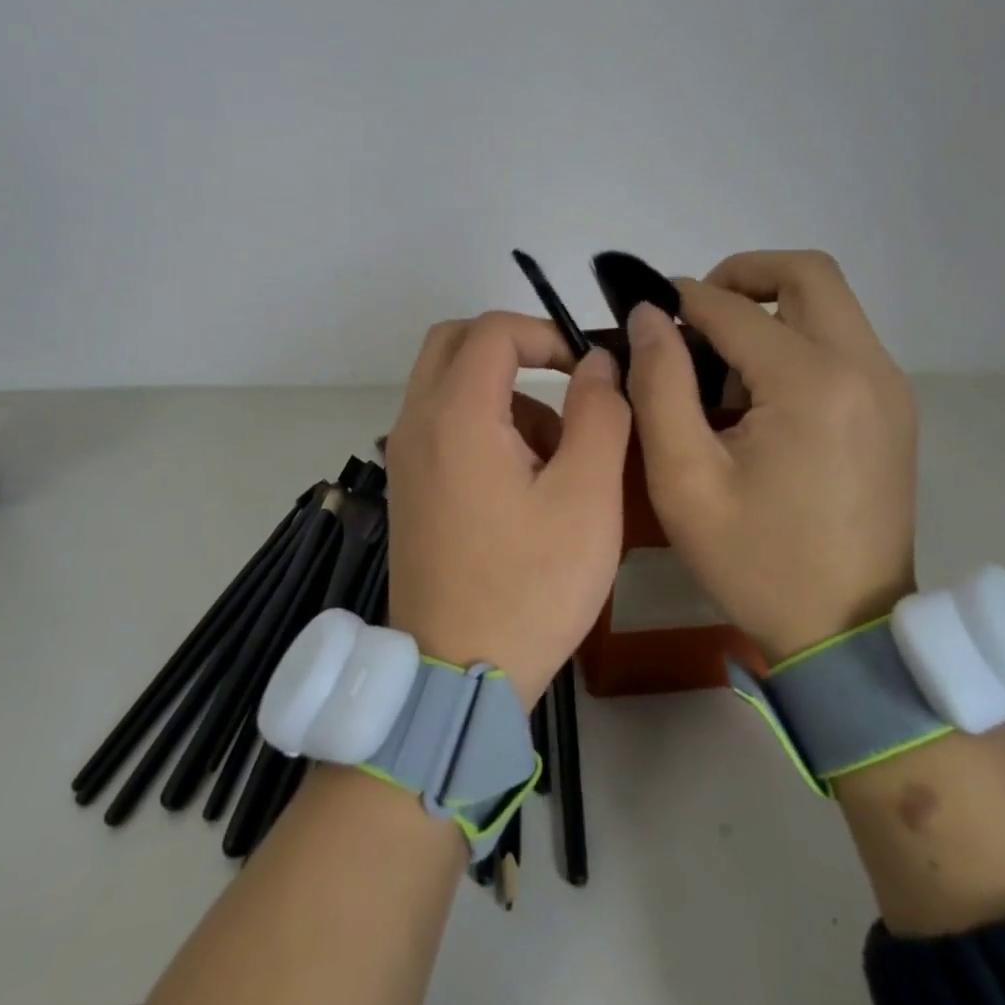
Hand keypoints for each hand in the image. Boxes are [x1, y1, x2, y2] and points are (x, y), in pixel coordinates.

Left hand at [385, 313, 630, 708]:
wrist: (457, 674)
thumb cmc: (530, 585)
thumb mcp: (586, 497)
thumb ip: (599, 414)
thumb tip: (596, 363)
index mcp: (456, 415)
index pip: (493, 330)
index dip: (546, 333)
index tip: (587, 369)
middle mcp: (417, 423)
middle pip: (455, 343)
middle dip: (514, 349)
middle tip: (564, 385)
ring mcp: (405, 456)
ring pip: (448, 384)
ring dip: (503, 393)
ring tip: (557, 458)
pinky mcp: (409, 486)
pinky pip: (442, 424)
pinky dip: (482, 424)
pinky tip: (524, 484)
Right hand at [624, 251, 917, 660]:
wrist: (847, 631)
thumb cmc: (755, 560)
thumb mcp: (684, 479)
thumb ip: (660, 385)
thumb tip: (647, 316)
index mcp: (811, 382)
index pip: (732, 306)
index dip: (678, 301)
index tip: (642, 317)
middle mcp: (864, 367)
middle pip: (806, 272)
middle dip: (740, 276)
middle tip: (693, 317)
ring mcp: (889, 386)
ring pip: (828, 302)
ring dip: (769, 307)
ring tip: (720, 363)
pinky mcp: (894, 407)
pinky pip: (842, 340)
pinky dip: (796, 338)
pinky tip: (760, 394)